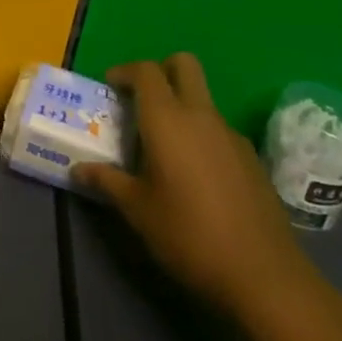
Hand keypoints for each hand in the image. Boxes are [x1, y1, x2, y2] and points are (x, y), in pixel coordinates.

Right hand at [74, 54, 312, 310]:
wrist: (263, 276)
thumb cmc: (188, 235)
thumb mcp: (137, 210)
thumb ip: (107, 181)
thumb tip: (78, 169)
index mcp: (167, 119)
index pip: (146, 71)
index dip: (125, 71)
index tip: (110, 87)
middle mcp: (201, 115)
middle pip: (184, 65)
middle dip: (161, 70)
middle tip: (141, 99)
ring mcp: (231, 135)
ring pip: (202, 98)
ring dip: (181, 106)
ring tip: (163, 147)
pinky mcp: (251, 158)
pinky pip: (218, 129)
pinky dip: (201, 135)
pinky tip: (194, 175)